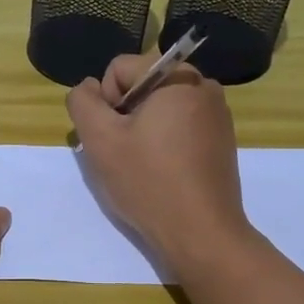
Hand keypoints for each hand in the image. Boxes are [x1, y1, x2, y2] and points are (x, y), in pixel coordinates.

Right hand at [66, 53, 252, 268]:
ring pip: (158, 110)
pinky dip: (163, 144)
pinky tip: (162, 174)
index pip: (119, 69)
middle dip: (124, 117)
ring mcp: (217, 115)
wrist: (201, 234)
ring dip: (141, 132)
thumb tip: (88, 87)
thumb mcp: (99, 139)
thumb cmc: (148, 182)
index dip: (104, 102)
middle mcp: (204, 86)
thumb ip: (82, 102)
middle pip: (140, 88)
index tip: (113, 138)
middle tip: (123, 156)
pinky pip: (179, 128)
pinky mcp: (221, 141)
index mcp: (178, 76)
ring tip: (142, 168)